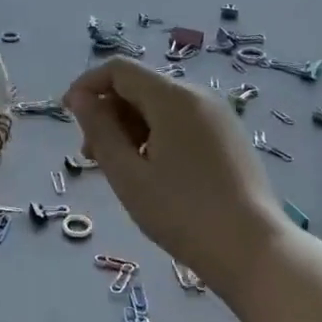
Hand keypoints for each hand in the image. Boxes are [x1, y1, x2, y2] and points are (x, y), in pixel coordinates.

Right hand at [63, 57, 285, 294]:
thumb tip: (79, 99)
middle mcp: (199, 96)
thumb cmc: (182, 213)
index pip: (119, 70)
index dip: (87, 85)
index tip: (68, 115)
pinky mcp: (228, 136)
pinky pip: (181, 121)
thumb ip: (99, 130)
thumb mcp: (128, 174)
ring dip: (130, 127)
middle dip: (108, 112)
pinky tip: (151, 171)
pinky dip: (156, 135)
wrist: (253, 251)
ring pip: (160, 106)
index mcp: (174, 98)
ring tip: (120, 169)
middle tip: (92, 156)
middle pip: (140, 86)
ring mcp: (218, 115)